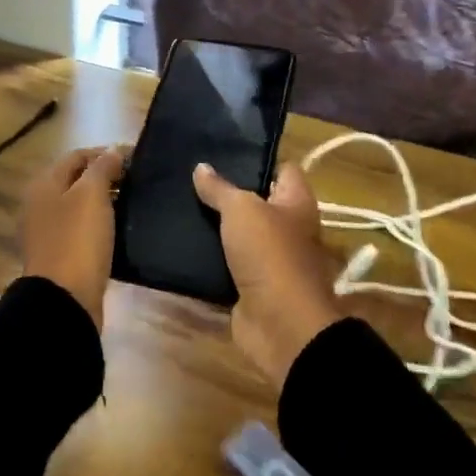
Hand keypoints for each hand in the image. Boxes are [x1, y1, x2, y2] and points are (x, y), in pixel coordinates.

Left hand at [21, 145, 126, 326]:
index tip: (136, 157)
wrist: (64, 300)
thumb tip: (113, 151)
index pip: (77, 156)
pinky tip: (120, 229)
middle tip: (137, 180)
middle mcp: (41, 204)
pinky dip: (101, 225)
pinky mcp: (61, 256)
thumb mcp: (91, 195)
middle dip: (106, 176)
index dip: (106, 153)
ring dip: (105, 201)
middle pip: (77, 180)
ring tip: (134, 203)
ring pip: (80, 206)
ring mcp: (49, 232)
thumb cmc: (77, 240)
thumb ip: (102, 168)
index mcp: (44, 184)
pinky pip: (83, 231)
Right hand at [192, 161, 344, 387]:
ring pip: (238, 234)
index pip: (283, 169)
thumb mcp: (241, 210)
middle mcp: (287, 228)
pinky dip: (207, 257)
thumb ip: (220, 189)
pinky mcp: (249, 286)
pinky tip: (179, 242)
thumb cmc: (270, 254)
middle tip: (190, 176)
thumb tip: (201, 167)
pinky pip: (225, 265)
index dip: (257, 158)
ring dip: (214, 226)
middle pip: (257, 202)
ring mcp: (268, 259)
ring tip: (179, 204)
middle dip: (227, 192)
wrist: (279, 325)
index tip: (223, 150)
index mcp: (296, 203)